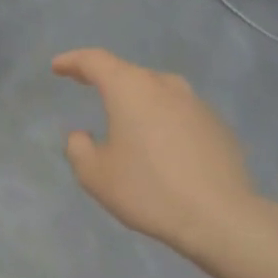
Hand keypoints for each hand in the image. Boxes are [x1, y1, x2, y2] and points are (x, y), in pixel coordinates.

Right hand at [51, 48, 273, 266]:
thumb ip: (78, 148)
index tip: (59, 67)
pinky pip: (180, 115)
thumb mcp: (95, 175)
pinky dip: (163, 123)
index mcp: (131, 89)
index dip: (73, 62)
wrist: (218, 215)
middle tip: (90, 90)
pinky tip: (161, 150)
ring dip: (138, 103)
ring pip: (158, 94)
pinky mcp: (217, 125)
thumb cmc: (147, 191)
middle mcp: (166, 86)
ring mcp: (197, 104)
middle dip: (107, 81)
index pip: (96, 61)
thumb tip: (81, 135)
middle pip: (130, 74)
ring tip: (127, 124)